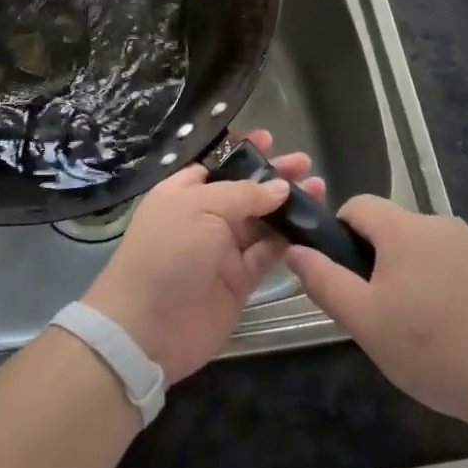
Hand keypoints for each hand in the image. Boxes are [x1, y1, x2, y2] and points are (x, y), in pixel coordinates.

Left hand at [82, 131, 322, 385]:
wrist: (148, 328)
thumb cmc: (167, 253)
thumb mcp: (200, 208)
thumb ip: (243, 195)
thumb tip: (280, 187)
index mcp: (183, 193)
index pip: (217, 165)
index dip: (243, 153)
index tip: (271, 140)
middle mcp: (203, 217)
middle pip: (245, 191)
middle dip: (274, 176)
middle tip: (306, 164)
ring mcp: (222, 250)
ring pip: (262, 221)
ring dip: (288, 206)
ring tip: (320, 189)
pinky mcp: (239, 281)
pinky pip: (268, 255)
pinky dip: (289, 241)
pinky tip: (312, 226)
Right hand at [286, 197, 467, 424]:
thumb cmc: (431, 348)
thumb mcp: (364, 320)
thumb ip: (324, 280)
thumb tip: (295, 250)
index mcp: (403, 229)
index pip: (358, 205)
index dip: (339, 232)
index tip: (342, 274)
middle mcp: (438, 224)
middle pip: (391, 228)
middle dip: (375, 260)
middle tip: (376, 311)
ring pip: (422, 248)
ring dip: (409, 274)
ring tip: (415, 326)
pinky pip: (452, 265)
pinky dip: (440, 285)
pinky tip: (449, 328)